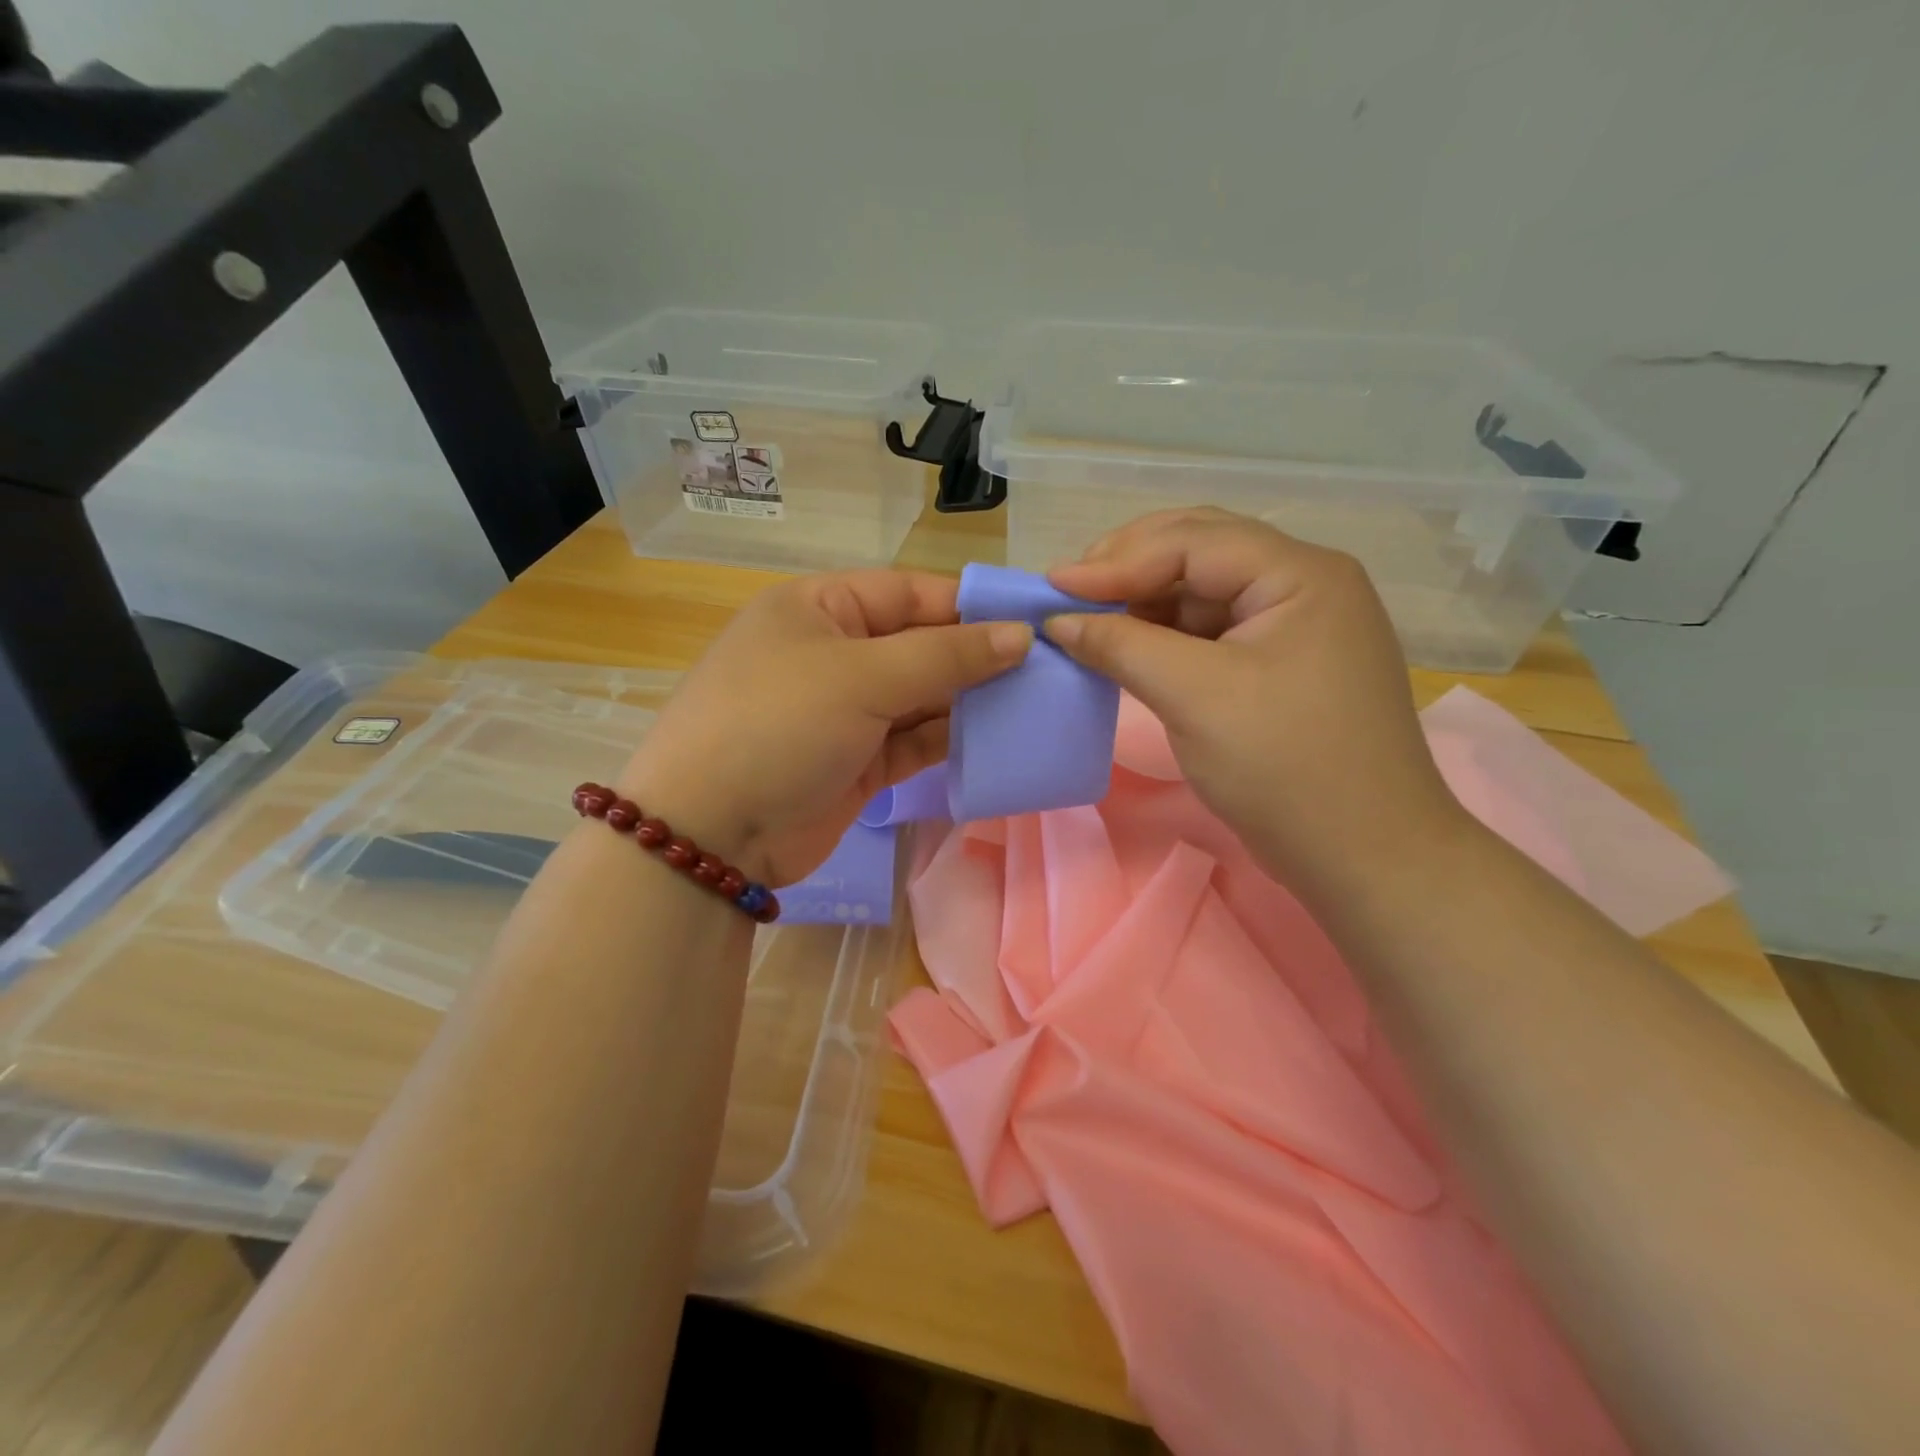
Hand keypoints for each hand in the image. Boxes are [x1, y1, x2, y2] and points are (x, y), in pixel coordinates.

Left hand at [617, 570, 1031, 886]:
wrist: (710, 835)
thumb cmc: (778, 726)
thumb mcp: (860, 678)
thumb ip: (945, 656)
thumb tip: (1020, 636)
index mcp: (821, 608)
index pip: (911, 592)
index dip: (972, 605)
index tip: (1035, 619)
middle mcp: (835, 652)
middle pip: (921, 644)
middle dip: (978, 656)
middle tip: (1049, 667)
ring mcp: (846, 711)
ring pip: (922, 696)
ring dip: (971, 701)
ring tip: (1037, 702)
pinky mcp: (858, 761)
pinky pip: (915, 741)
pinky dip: (951, 739)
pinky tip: (998, 739)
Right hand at [1045, 508, 1468, 899]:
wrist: (1365, 856)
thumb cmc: (1285, 768)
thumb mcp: (1195, 697)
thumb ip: (1123, 646)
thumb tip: (1058, 621)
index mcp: (1300, 575)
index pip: (1194, 542)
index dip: (1116, 560)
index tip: (1051, 585)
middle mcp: (1303, 585)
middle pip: (1201, 552)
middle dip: (1129, 567)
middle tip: (1069, 591)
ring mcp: (1294, 627)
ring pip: (1203, 592)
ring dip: (1143, 602)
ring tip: (1087, 619)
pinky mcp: (1280, 666)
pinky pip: (1211, 632)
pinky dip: (1163, 636)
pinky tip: (1126, 647)